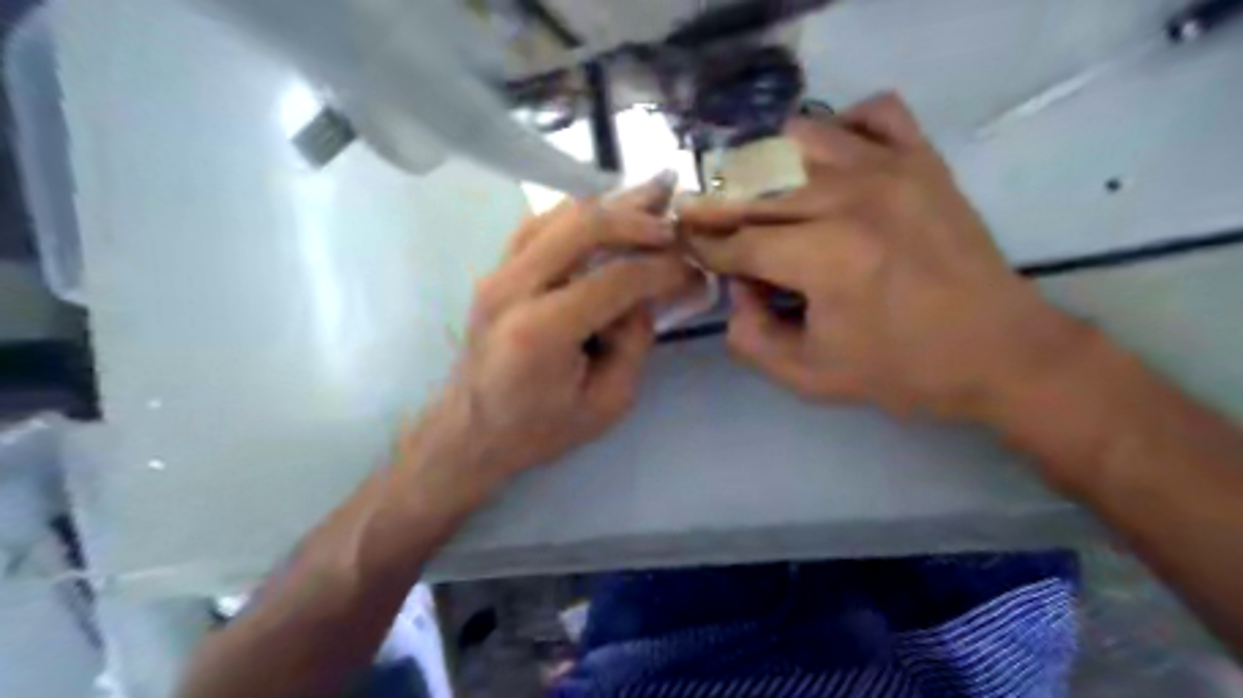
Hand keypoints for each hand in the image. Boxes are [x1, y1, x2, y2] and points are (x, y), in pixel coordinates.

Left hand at [428, 178, 697, 485]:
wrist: (472, 430)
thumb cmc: (540, 428)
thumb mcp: (608, 402)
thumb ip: (635, 342)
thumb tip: (649, 293)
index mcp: (542, 331)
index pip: (616, 279)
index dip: (663, 270)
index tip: (694, 271)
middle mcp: (513, 288)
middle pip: (584, 226)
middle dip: (638, 219)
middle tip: (675, 218)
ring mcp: (497, 272)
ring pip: (561, 214)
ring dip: (611, 206)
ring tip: (652, 197)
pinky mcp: (496, 269)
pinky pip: (542, 224)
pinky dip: (581, 214)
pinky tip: (608, 214)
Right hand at [679, 92, 1078, 420]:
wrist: (1000, 351)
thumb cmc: (902, 371)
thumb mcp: (808, 376)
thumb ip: (750, 335)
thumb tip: (736, 288)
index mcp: (825, 257)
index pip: (740, 242)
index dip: (705, 246)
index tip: (685, 245)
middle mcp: (852, 198)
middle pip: (757, 189)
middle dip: (717, 208)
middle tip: (700, 221)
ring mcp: (892, 169)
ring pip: (799, 139)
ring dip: (767, 166)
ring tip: (760, 197)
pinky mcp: (923, 160)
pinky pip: (872, 112)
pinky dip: (839, 129)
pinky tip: (829, 165)